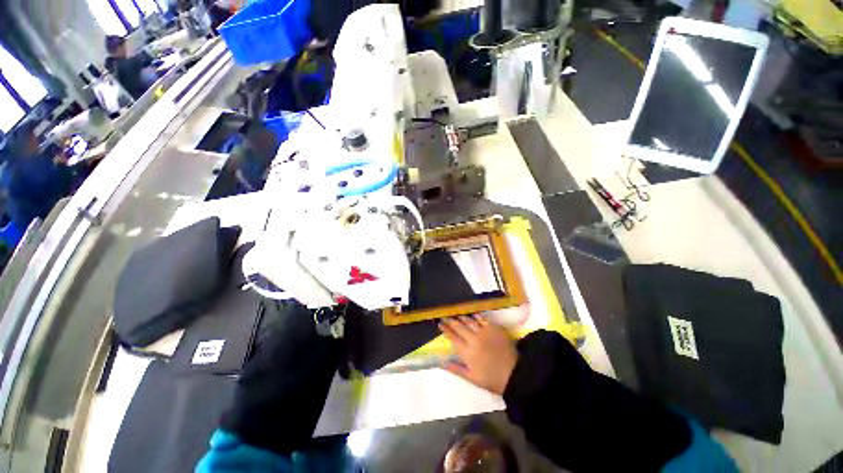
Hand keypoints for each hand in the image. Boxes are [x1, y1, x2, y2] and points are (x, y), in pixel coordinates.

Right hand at [439, 316, 517, 394]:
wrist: (515, 374)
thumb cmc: (492, 379)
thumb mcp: (472, 378)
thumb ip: (456, 369)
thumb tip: (441, 362)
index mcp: (467, 352)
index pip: (453, 337)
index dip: (445, 330)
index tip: (440, 324)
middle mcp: (473, 339)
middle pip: (459, 327)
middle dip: (450, 320)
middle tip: (445, 316)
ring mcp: (484, 332)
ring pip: (469, 321)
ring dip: (461, 317)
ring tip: (455, 313)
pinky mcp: (494, 328)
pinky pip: (482, 318)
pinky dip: (475, 316)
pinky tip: (472, 314)